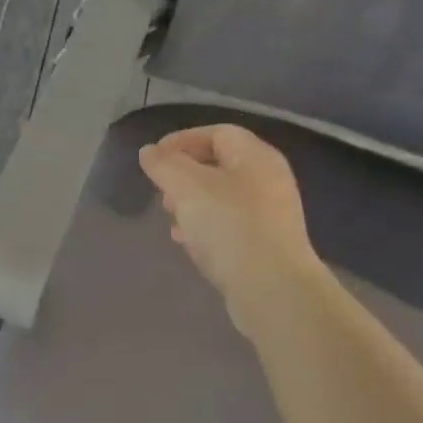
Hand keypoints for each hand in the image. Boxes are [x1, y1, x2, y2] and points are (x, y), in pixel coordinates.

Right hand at [138, 124, 321, 332]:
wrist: (272, 289)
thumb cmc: (229, 226)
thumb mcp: (186, 187)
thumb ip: (164, 165)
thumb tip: (150, 151)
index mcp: (255, 156)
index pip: (217, 133)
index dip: (182, 140)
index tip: (154, 158)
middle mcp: (268, 179)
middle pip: (220, 164)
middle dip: (184, 174)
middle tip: (162, 190)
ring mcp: (271, 214)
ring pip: (223, 196)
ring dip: (192, 202)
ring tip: (171, 217)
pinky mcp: (266, 244)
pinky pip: (230, 224)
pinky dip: (206, 226)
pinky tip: (188, 242)